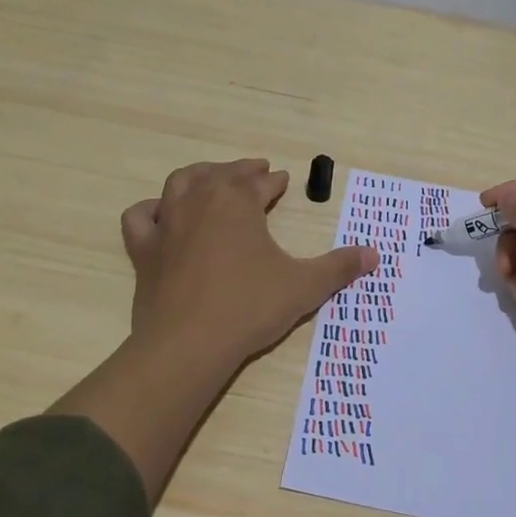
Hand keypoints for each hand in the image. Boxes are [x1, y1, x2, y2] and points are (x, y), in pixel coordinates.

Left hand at [122, 158, 378, 371]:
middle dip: (241, 171)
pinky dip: (151, 210)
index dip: (273, 181)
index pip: (259, 182)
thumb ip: (339, 267)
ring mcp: (167, 224)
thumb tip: (374, 254)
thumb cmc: (250, 307)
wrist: (188, 345)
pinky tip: (160, 215)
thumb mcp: (304, 286)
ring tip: (211, 180)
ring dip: (199, 177)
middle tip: (256, 173)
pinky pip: (141, 217)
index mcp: (237, 201)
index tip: (282, 180)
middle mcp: (199, 202)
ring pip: (180, 184)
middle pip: (221, 175)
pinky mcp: (144, 251)